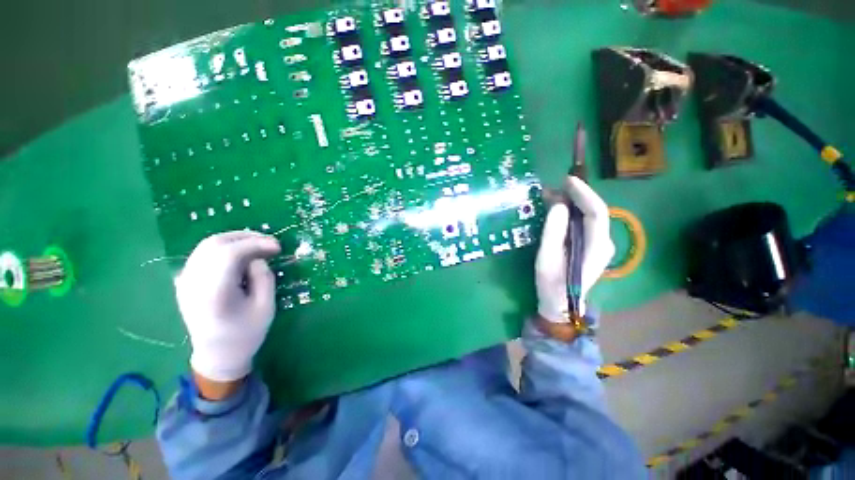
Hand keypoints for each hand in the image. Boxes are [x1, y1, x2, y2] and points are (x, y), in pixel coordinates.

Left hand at [175, 231, 280, 384]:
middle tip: (269, 242)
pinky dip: (223, 248)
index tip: (278, 246)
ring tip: (257, 245)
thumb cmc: (247, 333)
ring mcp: (186, 281)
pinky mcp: (185, 282)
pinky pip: (202, 254)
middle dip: (245, 237)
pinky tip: (239, 255)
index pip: (230, 254)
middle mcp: (194, 283)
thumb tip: (258, 257)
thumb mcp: (266, 306)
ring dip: (235, 240)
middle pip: (214, 244)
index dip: (255, 244)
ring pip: (206, 246)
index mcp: (214, 293)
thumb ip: (263, 276)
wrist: (218, 355)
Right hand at [536, 177, 614, 321]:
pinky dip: (571, 213)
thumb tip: (558, 205)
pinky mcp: (591, 246)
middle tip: (552, 188)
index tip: (567, 180)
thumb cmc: (552, 283)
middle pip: (594, 211)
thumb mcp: (547, 257)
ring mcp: (600, 245)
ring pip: (589, 216)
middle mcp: (604, 243)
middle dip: (575, 196)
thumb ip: (554, 231)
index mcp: (597, 247)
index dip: (583, 193)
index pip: (596, 212)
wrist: (561, 304)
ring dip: (571, 204)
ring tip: (551, 196)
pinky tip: (557, 210)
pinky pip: (583, 223)